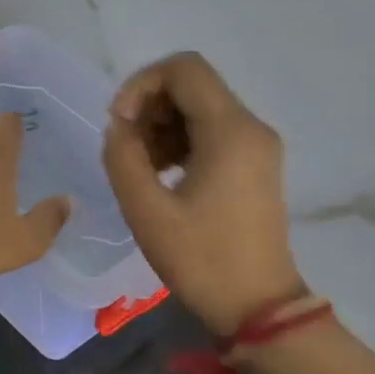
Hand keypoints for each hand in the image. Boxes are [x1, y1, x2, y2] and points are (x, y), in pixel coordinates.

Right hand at [102, 54, 303, 334]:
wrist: (256, 305)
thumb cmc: (201, 258)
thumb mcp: (146, 209)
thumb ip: (122, 156)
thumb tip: (118, 127)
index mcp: (230, 131)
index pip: (184, 68)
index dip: (141, 84)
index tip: (118, 123)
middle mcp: (250, 127)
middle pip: (192, 86)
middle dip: (148, 107)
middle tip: (124, 149)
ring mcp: (256, 147)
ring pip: (199, 109)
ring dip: (160, 126)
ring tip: (138, 168)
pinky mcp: (253, 165)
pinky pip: (211, 133)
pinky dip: (178, 142)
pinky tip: (160, 176)